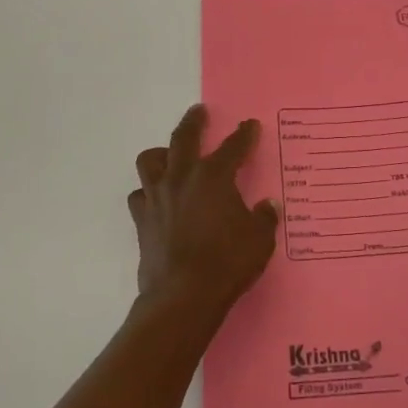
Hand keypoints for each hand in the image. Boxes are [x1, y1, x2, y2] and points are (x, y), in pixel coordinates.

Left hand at [129, 105, 278, 322]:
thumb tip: (267, 206)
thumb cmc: (227, 263)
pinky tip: (157, 200)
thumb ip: (263, 218)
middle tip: (199, 112)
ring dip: (162, 154)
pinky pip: (139, 196)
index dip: (244, 135)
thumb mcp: (259, 240)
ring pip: (150, 160)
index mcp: (214, 177)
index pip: (233, 147)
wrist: (183, 296)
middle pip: (184, 137)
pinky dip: (147, 193)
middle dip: (194, 122)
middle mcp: (182, 178)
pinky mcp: (142, 220)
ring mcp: (157, 197)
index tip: (250, 125)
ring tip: (170, 156)